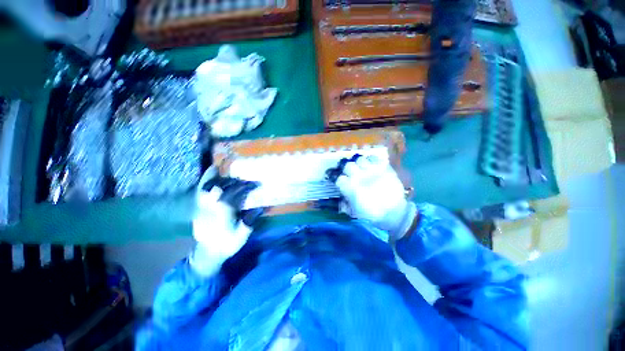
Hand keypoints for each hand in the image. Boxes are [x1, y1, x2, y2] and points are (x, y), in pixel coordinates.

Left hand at [191, 173, 263, 275]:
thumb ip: (250, 221)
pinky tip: (207, 179)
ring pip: (205, 189)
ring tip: (216, 168)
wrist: (208, 253)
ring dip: (211, 178)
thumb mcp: (242, 235)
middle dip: (230, 180)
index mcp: (223, 213)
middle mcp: (211, 207)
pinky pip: (199, 193)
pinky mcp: (198, 209)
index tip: (253, 184)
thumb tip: (261, 207)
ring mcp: (203, 208)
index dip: (243, 187)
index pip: (234, 195)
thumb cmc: (227, 244)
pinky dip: (203, 184)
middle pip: (219, 188)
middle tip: (240, 175)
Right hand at [327, 155, 416, 241]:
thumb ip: (345, 204)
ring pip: (360, 159)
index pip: (339, 178)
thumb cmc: (372, 214)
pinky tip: (371, 165)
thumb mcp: (354, 212)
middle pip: (348, 165)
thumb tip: (340, 199)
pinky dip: (371, 160)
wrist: (394, 213)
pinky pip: (374, 158)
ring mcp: (372, 171)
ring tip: (361, 167)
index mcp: (351, 188)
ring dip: (358, 163)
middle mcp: (359, 177)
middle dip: (347, 168)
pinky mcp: (383, 168)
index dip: (337, 179)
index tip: (339, 180)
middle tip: (350, 172)